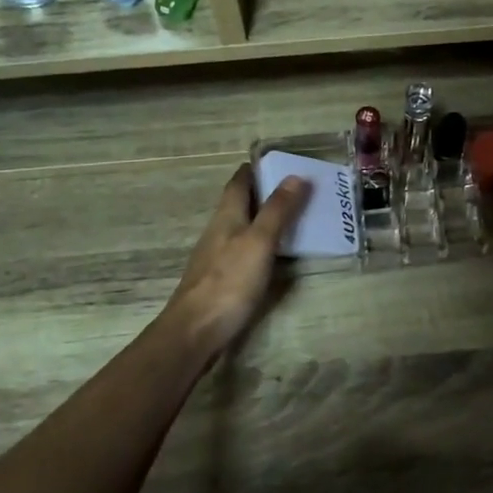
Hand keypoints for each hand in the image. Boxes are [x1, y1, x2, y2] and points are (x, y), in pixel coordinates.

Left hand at [164, 164, 311, 357]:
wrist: (195, 331)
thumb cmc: (229, 282)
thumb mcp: (260, 242)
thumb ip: (277, 210)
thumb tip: (295, 176)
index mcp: (227, 215)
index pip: (239, 181)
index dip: (256, 168)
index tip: (280, 161)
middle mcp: (219, 230)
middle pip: (240, 202)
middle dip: (265, 192)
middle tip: (297, 189)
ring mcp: (217, 256)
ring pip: (242, 226)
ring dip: (264, 218)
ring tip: (294, 218)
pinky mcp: (220, 279)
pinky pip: (243, 250)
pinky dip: (261, 244)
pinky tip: (275, 254)